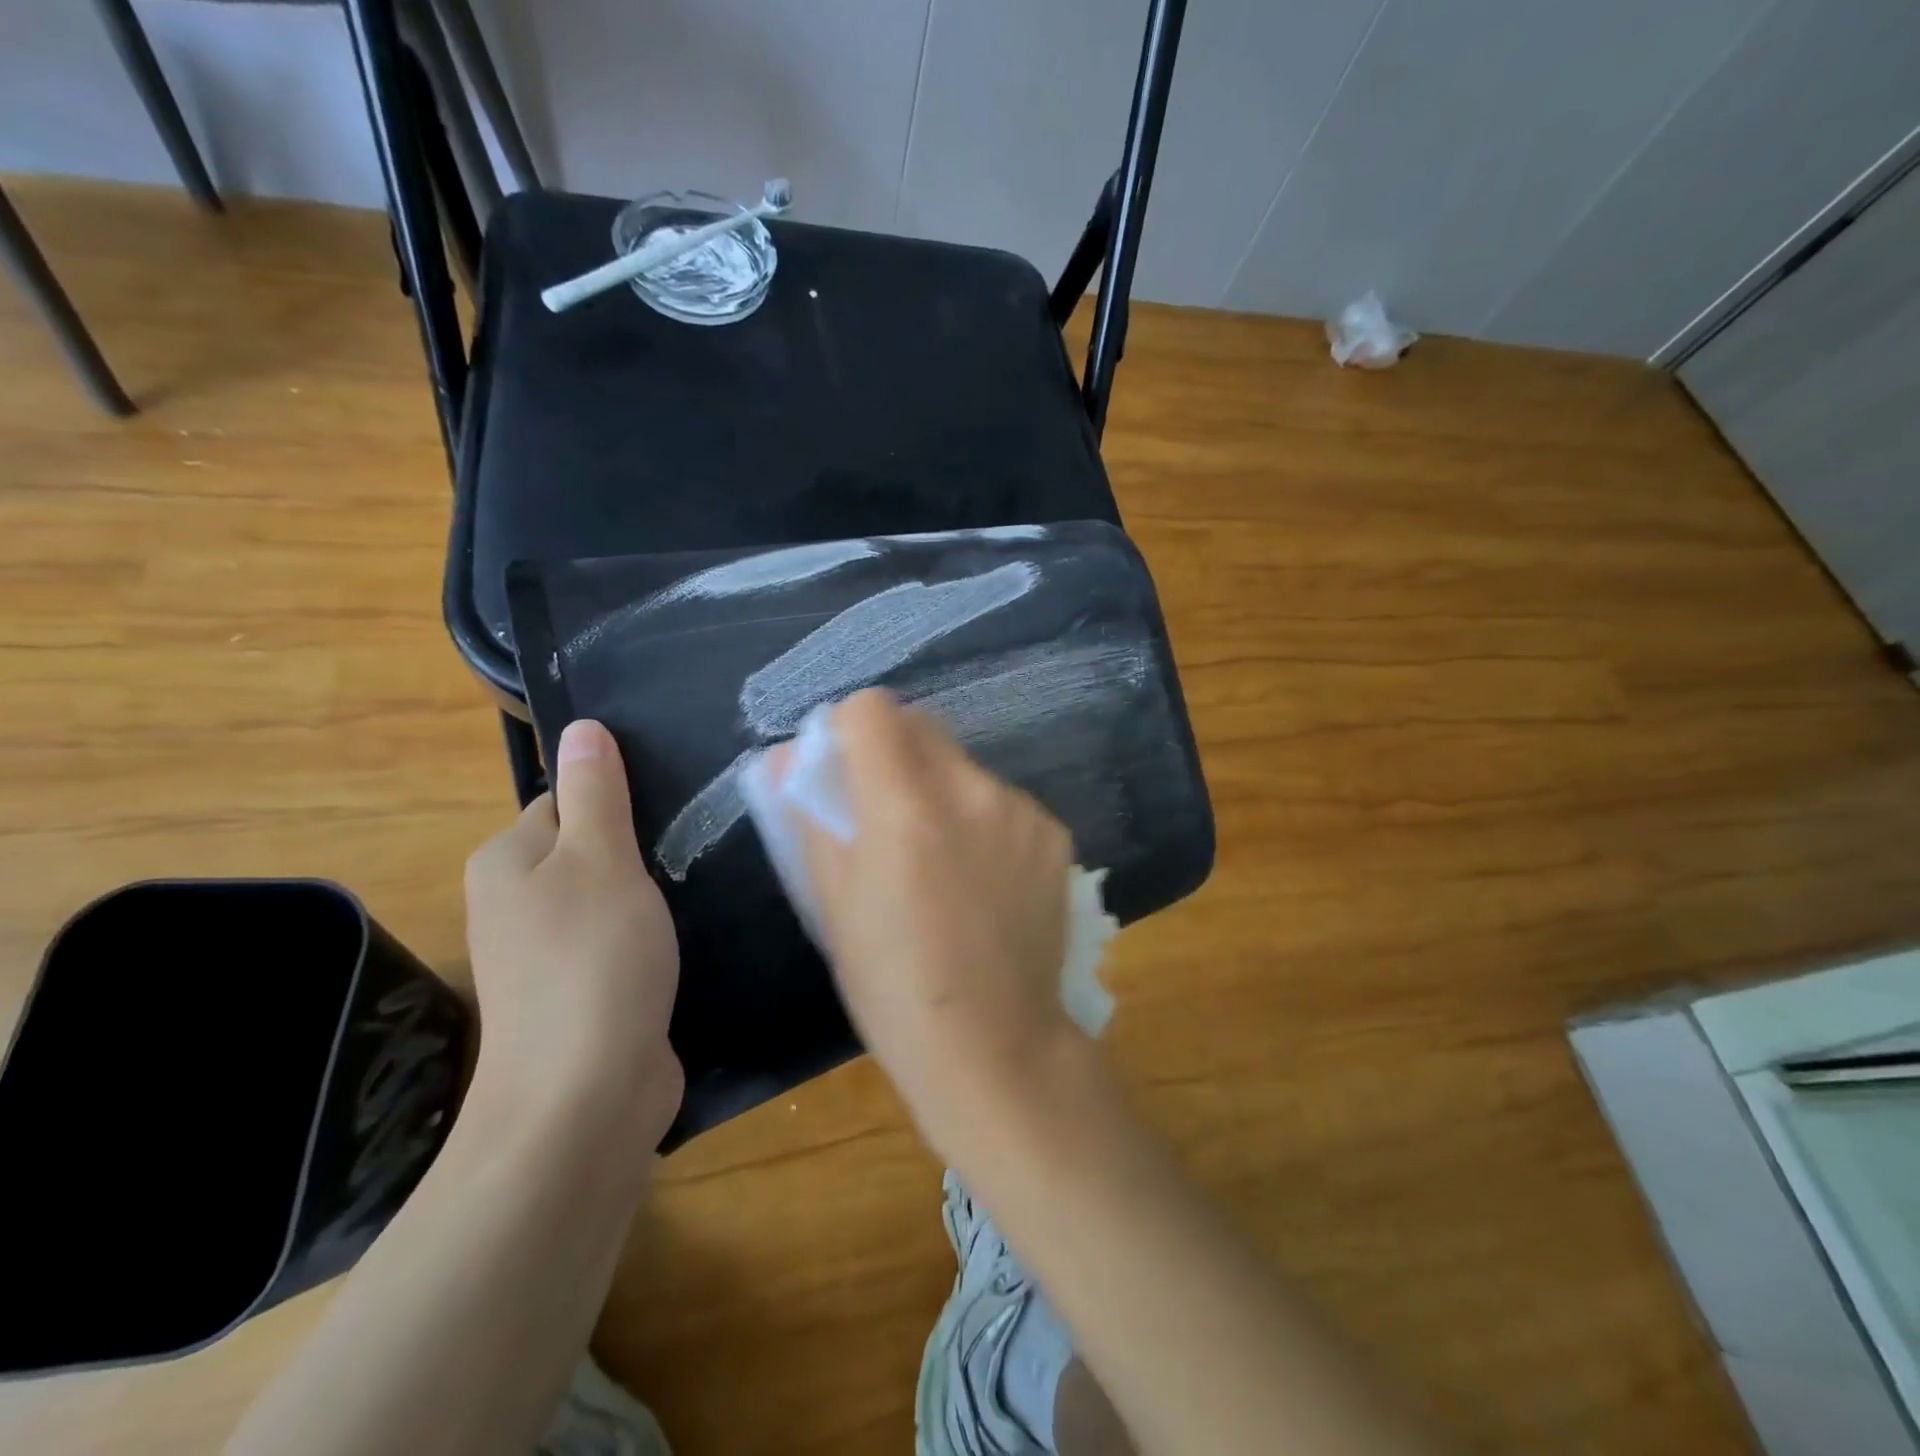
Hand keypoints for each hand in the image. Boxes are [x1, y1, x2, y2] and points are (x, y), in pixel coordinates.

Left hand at [464, 720, 682, 1145]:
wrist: (585, 1097)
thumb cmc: (592, 959)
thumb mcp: (601, 859)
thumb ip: (595, 793)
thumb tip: (582, 727)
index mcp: (508, 860)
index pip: (566, 800)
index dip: (618, 800)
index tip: (670, 809)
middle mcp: (517, 904)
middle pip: (588, 848)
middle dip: (640, 847)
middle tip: (694, 847)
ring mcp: (549, 955)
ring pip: (611, 897)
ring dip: (651, 893)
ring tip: (699, 887)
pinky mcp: (583, 994)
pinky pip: (621, 941)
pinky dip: (652, 936)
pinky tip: (688, 939)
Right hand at [772, 690, 1075, 1155]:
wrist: (995, 1046)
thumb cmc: (893, 986)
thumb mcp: (832, 904)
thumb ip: (808, 817)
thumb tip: (786, 759)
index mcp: (904, 806)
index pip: (873, 709)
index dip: (850, 729)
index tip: (845, 769)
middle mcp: (970, 790)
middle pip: (922, 726)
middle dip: (895, 753)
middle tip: (888, 815)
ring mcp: (1021, 810)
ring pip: (964, 765)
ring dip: (941, 787)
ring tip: (941, 859)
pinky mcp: (1054, 833)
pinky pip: (1003, 800)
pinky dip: (984, 819)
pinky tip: (984, 878)